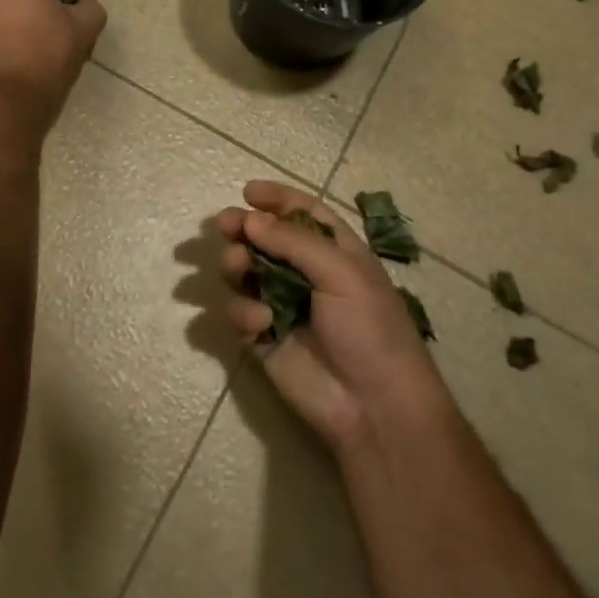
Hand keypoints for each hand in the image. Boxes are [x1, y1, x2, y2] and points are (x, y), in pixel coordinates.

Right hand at [217, 181, 452, 452]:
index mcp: (335, 252)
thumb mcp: (342, 273)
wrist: (373, 405)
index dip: (278, 199)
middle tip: (225, 225)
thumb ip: (294, 241)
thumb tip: (250, 218)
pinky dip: (243, 311)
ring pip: (245, 272)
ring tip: (238, 266)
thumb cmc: (369, 328)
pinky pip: (239, 312)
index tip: (248, 191)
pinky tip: (260, 323)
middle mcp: (306, 274)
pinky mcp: (263, 339)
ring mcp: (282, 306)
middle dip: (244, 228)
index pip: (304, 214)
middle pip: (266, 239)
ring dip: (237, 263)